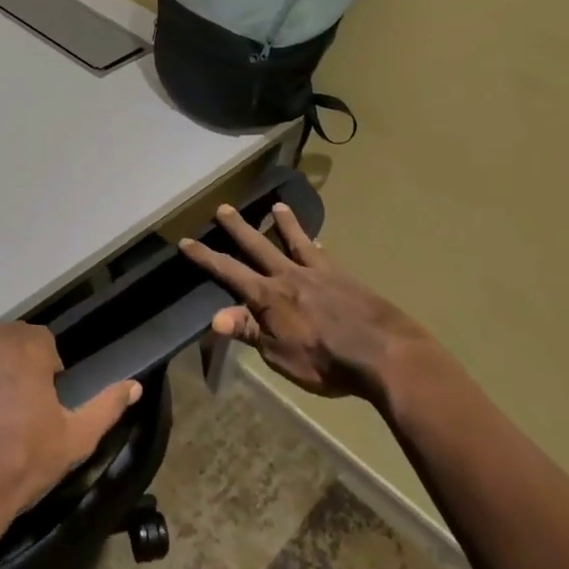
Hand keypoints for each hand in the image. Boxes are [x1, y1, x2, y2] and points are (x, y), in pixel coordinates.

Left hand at [0, 323, 140, 563]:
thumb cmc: (20, 465)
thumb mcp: (74, 439)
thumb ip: (106, 406)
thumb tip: (134, 385)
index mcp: (22, 345)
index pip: (44, 343)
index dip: (48, 373)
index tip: (45, 405)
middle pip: (11, 344)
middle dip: (19, 369)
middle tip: (21, 413)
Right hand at [179, 202, 422, 400]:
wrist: (383, 353)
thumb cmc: (326, 361)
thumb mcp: (279, 355)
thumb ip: (250, 331)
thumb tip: (214, 317)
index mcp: (268, 296)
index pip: (228, 272)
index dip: (205, 258)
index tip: (185, 242)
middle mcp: (289, 276)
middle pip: (258, 246)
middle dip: (238, 227)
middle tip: (223, 207)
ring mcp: (319, 273)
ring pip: (295, 241)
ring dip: (284, 224)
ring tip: (277, 207)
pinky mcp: (345, 278)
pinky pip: (325, 255)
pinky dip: (317, 246)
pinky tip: (319, 242)